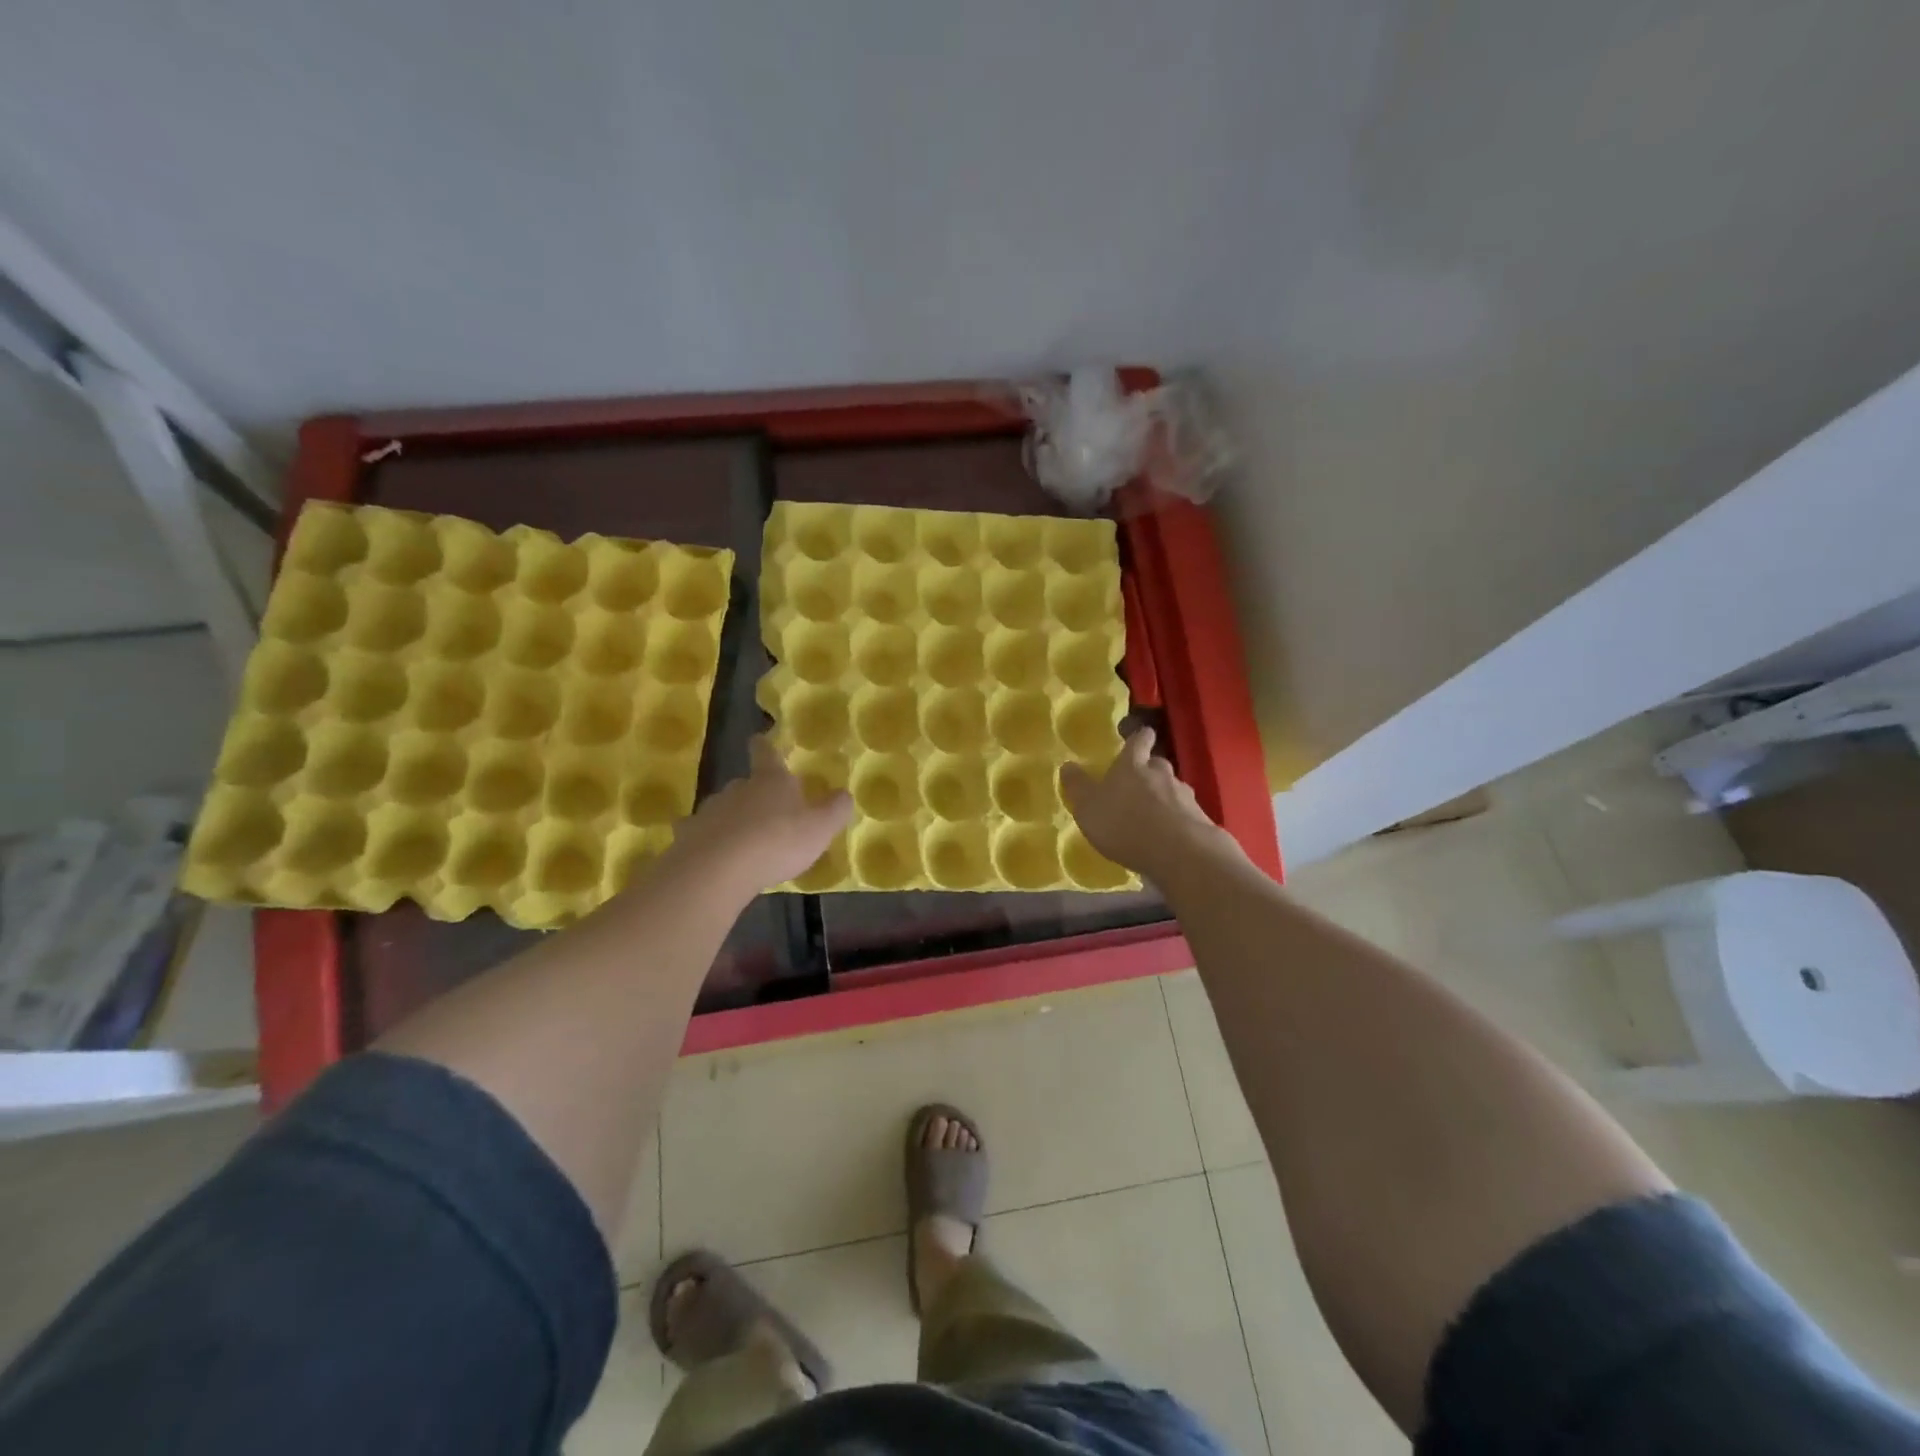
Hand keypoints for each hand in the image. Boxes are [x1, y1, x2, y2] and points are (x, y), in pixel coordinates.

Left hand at [666, 738, 851, 896]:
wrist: (718, 869)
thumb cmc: (777, 842)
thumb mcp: (819, 828)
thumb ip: (834, 810)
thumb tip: (844, 794)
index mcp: (770, 781)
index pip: (766, 754)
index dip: (765, 747)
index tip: (760, 739)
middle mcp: (738, 788)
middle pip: (745, 783)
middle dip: (755, 794)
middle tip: (768, 812)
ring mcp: (710, 811)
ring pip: (724, 809)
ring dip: (734, 820)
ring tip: (745, 841)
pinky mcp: (689, 836)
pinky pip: (702, 834)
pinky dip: (710, 841)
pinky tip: (716, 856)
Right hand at [1060, 729, 1233, 884]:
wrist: (1179, 852)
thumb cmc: (1124, 824)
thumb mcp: (1088, 807)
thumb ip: (1078, 786)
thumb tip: (1067, 764)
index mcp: (1132, 766)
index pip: (1139, 741)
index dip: (1139, 737)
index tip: (1139, 736)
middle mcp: (1161, 774)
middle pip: (1157, 764)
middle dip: (1150, 770)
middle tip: (1139, 782)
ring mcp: (1184, 795)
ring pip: (1173, 788)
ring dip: (1164, 796)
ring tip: (1153, 814)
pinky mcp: (1200, 819)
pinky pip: (1185, 813)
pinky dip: (1177, 819)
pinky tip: (1169, 835)